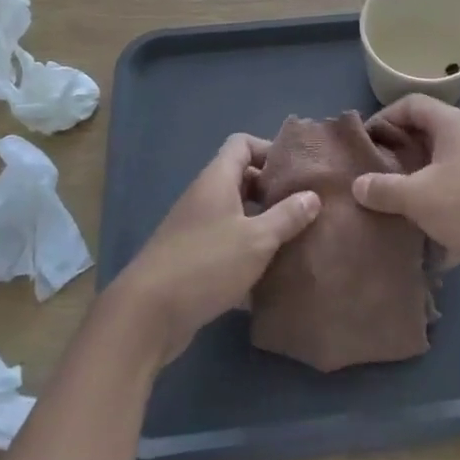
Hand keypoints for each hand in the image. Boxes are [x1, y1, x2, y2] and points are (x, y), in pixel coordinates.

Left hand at [105, 134, 320, 365]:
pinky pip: (226, 243)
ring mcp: (195, 229)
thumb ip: (287, 216)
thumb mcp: (257, 239)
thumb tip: (312, 196)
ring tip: (294, 239)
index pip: (242, 144)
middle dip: (272, 190)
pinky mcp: (192, 259)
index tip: (296, 172)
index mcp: (217, 180)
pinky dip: (247, 252)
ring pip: (235, 214)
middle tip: (303, 207)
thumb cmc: (206, 264)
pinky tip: (270, 274)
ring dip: (262, 223)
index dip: (269, 150)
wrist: (147, 315)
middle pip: (241, 178)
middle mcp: (204, 197)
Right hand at [352, 95, 459, 295]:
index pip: (411, 104)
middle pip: (425, 136)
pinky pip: (456, 197)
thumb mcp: (418, 196)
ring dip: (415, 186)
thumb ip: (384, 189)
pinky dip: (437, 211)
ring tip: (388, 207)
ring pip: (440, 170)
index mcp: (452, 124)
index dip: (384, 118)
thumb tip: (358, 185)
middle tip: (370, 178)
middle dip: (396, 156)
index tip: (362, 145)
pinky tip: (419, 237)